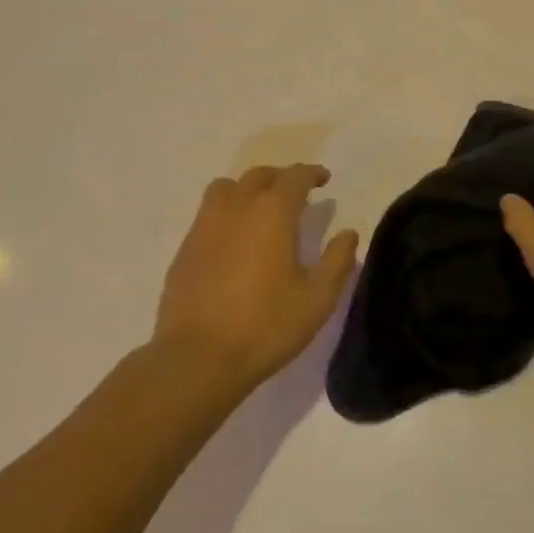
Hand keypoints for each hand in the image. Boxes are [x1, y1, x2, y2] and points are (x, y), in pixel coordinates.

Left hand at [153, 163, 358, 386]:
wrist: (197, 358)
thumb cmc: (265, 325)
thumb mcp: (317, 299)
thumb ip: (337, 261)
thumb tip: (348, 233)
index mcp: (272, 212)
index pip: (295, 177)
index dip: (312, 173)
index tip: (324, 179)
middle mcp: (237, 207)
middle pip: (259, 176)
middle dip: (280, 178)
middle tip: (295, 192)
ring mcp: (205, 226)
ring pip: (226, 188)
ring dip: (247, 190)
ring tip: (260, 209)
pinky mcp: (185, 249)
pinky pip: (208, 215)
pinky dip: (226, 214)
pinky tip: (234, 241)